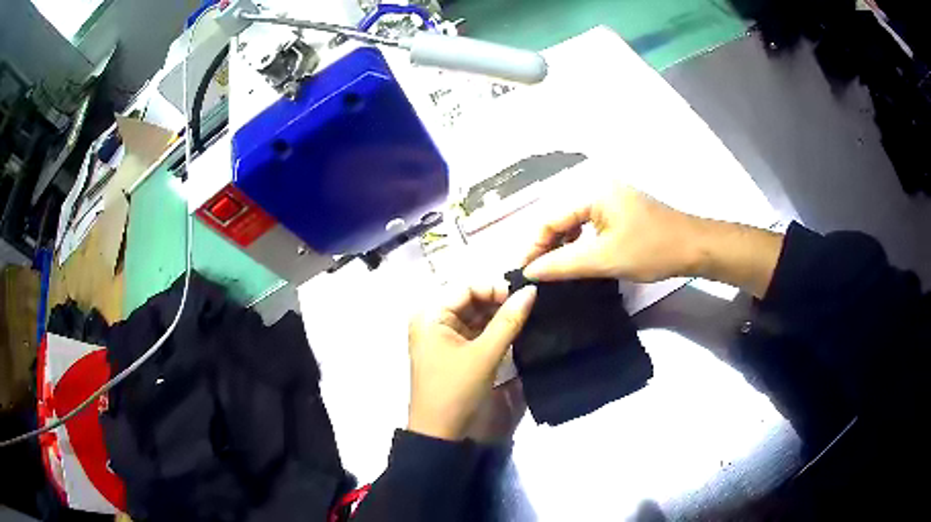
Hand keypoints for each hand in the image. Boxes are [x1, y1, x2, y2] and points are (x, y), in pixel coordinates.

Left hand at [407, 284, 536, 440]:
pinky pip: (474, 332)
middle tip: (529, 306)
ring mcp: (442, 337)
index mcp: (431, 315)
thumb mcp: (485, 354)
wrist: (440, 433)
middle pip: (469, 300)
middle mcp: (432, 320)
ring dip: (497, 316)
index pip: (466, 287)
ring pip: (474, 316)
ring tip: (526, 316)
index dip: (495, 287)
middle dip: (498, 301)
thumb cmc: (456, 389)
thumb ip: (509, 320)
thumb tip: (531, 290)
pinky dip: (492, 331)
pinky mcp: (452, 352)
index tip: (524, 296)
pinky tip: (514, 330)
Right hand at [523, 184, 705, 282]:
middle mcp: (597, 188)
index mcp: (592, 192)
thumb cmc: (651, 250)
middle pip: (560, 217)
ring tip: (555, 270)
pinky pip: (589, 224)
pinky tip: (578, 259)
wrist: (694, 247)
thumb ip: (563, 264)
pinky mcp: (620, 210)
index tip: (525, 273)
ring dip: (563, 245)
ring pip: (574, 222)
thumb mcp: (604, 259)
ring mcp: (610, 198)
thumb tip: (529, 271)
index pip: (550, 218)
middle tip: (538, 274)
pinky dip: (580, 242)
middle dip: (547, 246)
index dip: (534, 246)